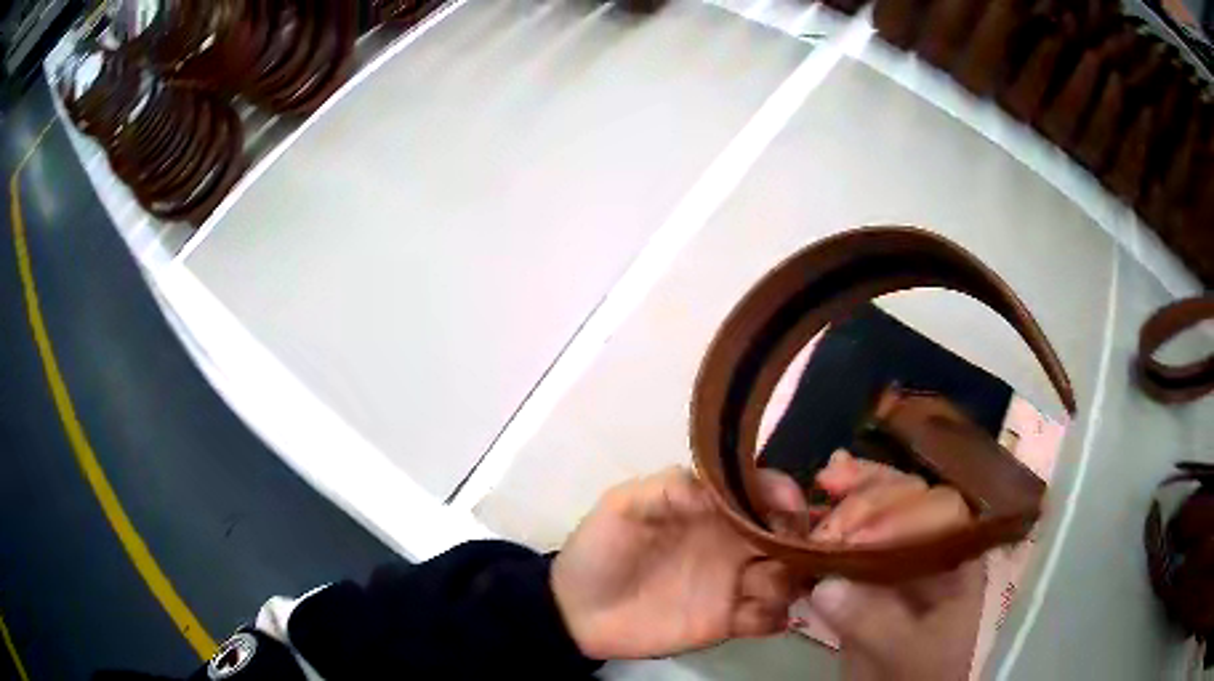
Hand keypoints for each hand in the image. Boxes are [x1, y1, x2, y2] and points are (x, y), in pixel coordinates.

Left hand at [550, 466, 806, 659]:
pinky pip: (770, 618)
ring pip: (789, 577)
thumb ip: (668, 488)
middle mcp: (734, 544)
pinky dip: (774, 617)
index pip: (766, 493)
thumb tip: (718, 489)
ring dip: (790, 582)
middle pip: (790, 536)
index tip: (789, 512)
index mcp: (714, 510)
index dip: (785, 496)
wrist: (577, 611)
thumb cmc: (599, 550)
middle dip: (801, 543)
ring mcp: (735, 584)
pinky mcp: (728, 622)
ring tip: (760, 590)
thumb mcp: (623, 506)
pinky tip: (752, 618)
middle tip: (789, 558)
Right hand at [806, 451, 985, 680]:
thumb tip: (826, 585)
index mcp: (956, 560)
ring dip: (856, 490)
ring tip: (826, 478)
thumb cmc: (917, 673)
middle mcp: (932, 546)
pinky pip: (856, 532)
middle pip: (911, 500)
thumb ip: (873, 620)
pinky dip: (837, 514)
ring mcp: (901, 553)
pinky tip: (822, 492)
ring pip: (885, 506)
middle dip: (871, 497)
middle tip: (829, 512)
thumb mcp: (903, 652)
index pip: (940, 516)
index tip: (857, 537)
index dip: (902, 515)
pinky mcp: (870, 567)